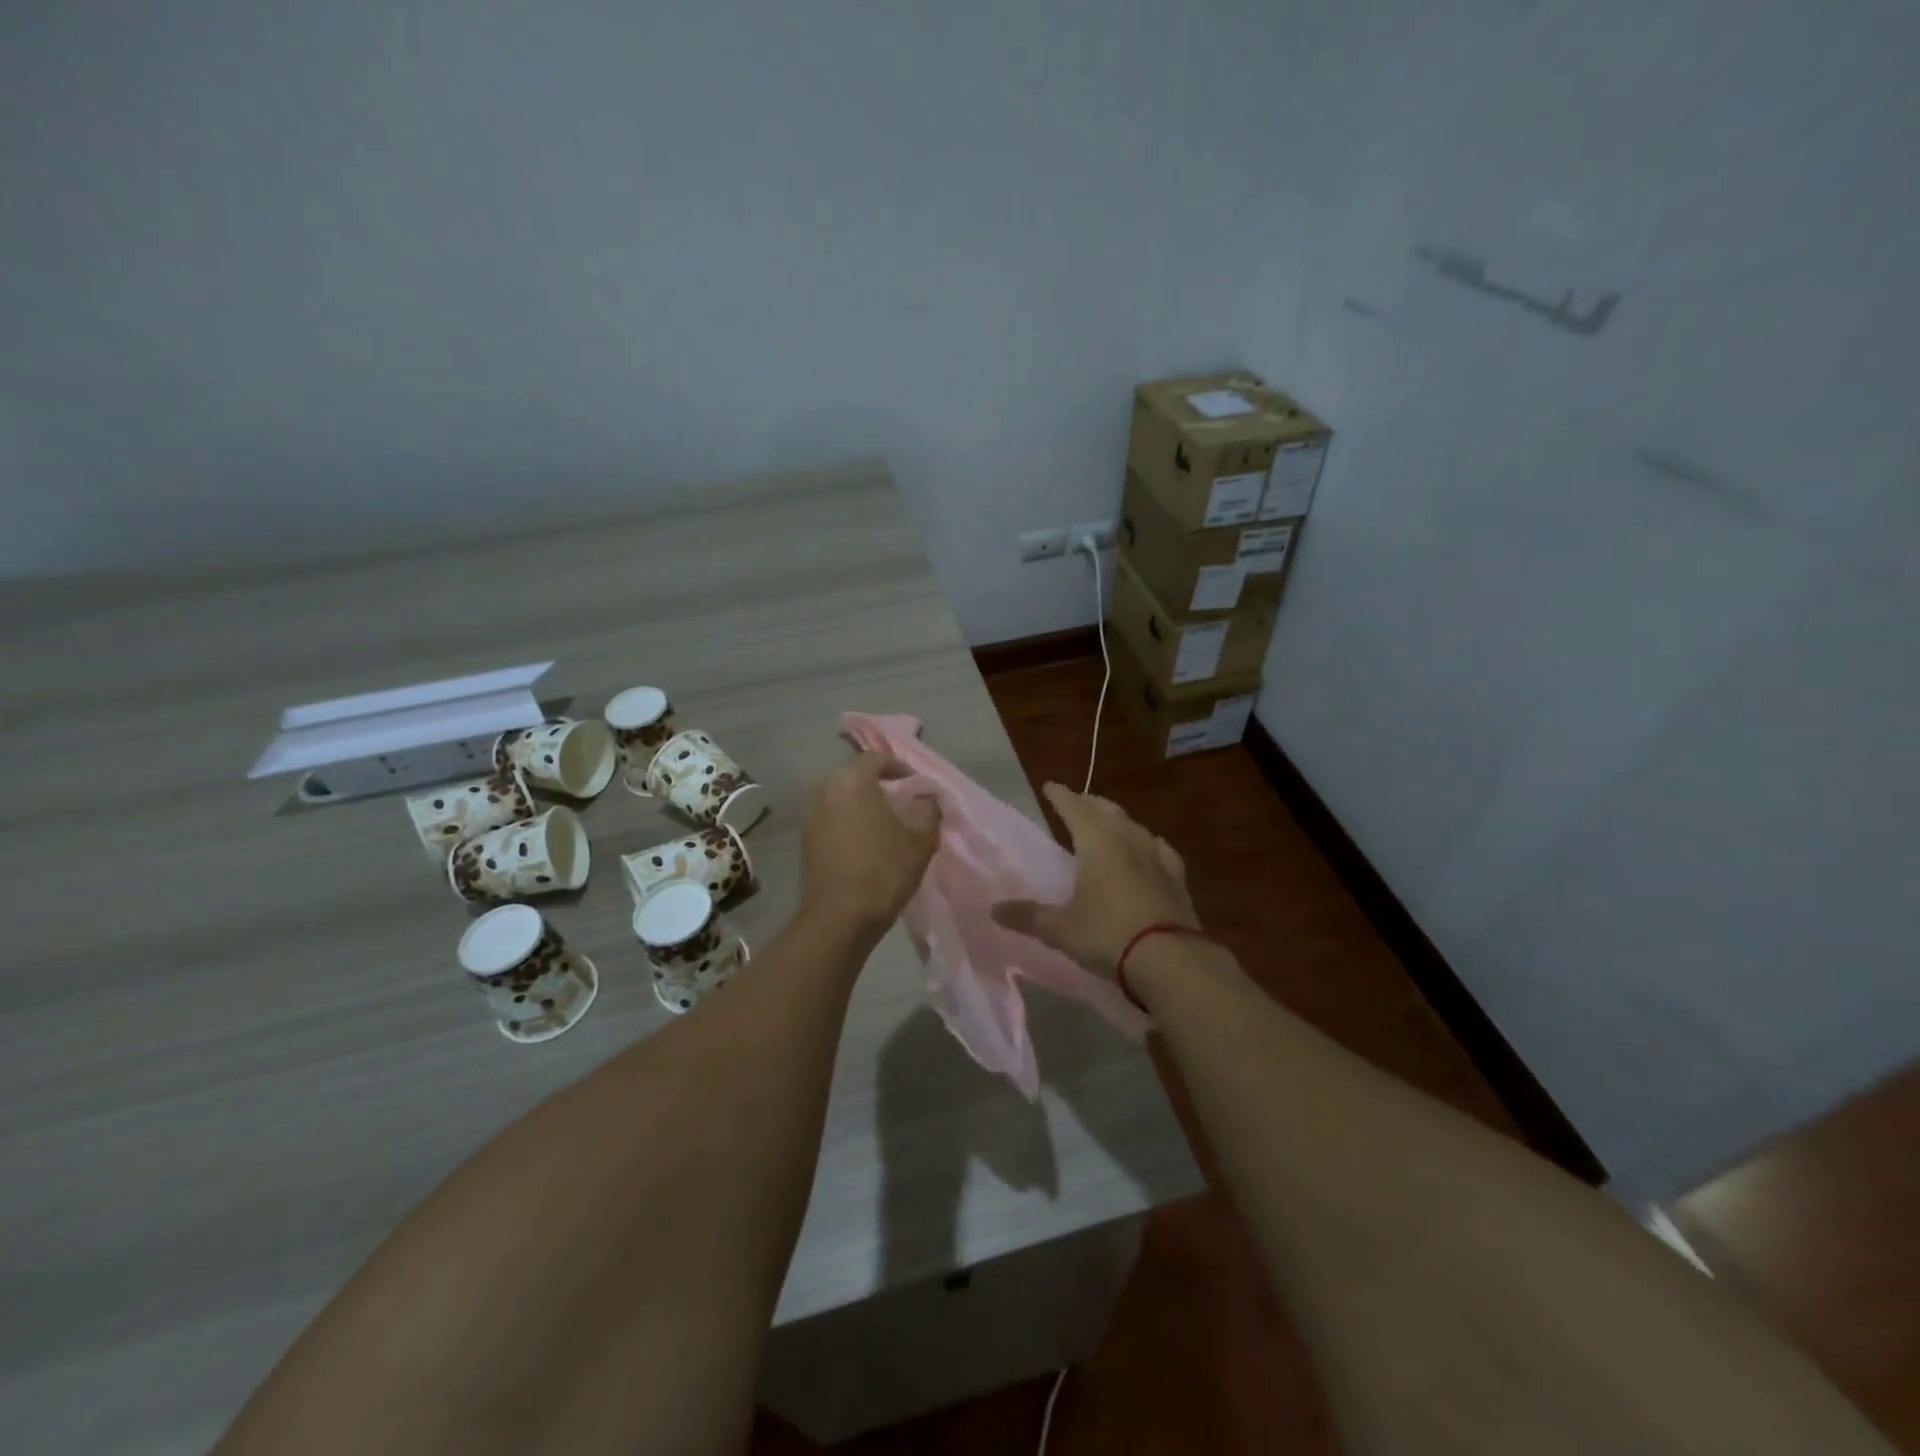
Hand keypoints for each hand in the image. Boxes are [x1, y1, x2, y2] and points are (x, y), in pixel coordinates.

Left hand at [799, 752, 941, 934]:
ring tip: (885, 825)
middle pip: (854, 777)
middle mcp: (825, 792)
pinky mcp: (805, 844)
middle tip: (901, 802)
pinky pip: (831, 821)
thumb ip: (927, 809)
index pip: (875, 758)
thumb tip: (926, 798)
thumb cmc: (884, 869)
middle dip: (878, 785)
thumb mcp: (920, 838)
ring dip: (862, 805)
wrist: (839, 918)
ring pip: (840, 800)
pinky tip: (866, 845)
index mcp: (851, 782)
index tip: (915, 784)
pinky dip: (849, 824)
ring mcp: (810, 818)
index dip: (899, 767)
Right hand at [992, 783, 1198, 974]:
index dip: (1061, 796)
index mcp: (1098, 842)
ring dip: (1118, 821)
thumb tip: (994, 910)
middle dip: (1090, 803)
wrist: (1170, 960)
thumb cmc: (1107, 935)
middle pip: (1107, 810)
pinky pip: (1160, 850)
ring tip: (1109, 825)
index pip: (1075, 808)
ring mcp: (1157, 857)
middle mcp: (1128, 840)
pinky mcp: (1177, 879)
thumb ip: (1028, 916)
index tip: (1050, 786)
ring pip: (1135, 826)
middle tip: (1078, 803)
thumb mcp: (1060, 929)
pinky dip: (1148, 844)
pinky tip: (1149, 851)